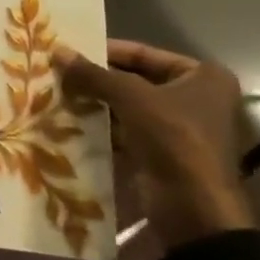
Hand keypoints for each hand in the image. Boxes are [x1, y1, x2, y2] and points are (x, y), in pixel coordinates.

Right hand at [55, 39, 256, 245]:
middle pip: (134, 79)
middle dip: (97, 79)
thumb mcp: (130, 97)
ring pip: (128, 106)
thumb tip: (57, 50)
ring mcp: (179, 128)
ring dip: (95, 103)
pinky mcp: (162, 153)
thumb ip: (93, 73)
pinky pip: (126, 130)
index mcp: (202, 76)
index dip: (104, 51)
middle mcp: (195, 98)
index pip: (142, 53)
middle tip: (58, 72)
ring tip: (58, 93)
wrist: (193, 209)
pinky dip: (102, 126)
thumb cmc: (173, 138)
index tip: (69, 52)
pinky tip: (70, 120)